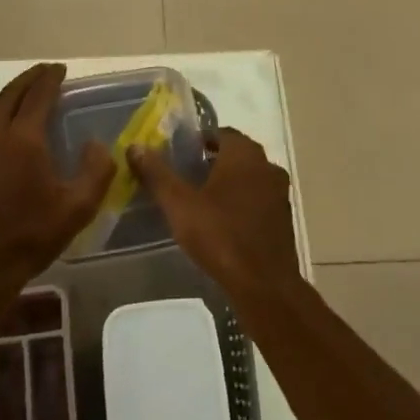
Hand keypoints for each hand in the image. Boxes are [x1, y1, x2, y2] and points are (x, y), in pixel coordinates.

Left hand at [0, 63, 114, 312]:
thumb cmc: (31, 236)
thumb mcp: (77, 209)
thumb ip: (96, 171)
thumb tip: (97, 144)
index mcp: (24, 139)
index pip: (38, 96)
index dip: (51, 79)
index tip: (61, 69)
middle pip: (11, 94)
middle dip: (30, 78)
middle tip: (47, 72)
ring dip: (13, 94)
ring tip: (30, 93)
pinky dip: (1, 112)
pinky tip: (11, 126)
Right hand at [130, 128, 300, 299]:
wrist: (265, 286)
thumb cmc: (221, 236)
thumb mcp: (179, 204)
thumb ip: (157, 174)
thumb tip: (135, 147)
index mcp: (244, 154)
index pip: (220, 133)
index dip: (198, 141)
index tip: (179, 154)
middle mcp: (267, 166)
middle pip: (235, 154)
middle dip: (212, 161)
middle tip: (185, 176)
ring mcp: (279, 193)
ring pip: (249, 177)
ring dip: (228, 183)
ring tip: (201, 200)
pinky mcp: (283, 219)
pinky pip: (258, 199)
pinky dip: (242, 203)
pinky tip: (223, 222)